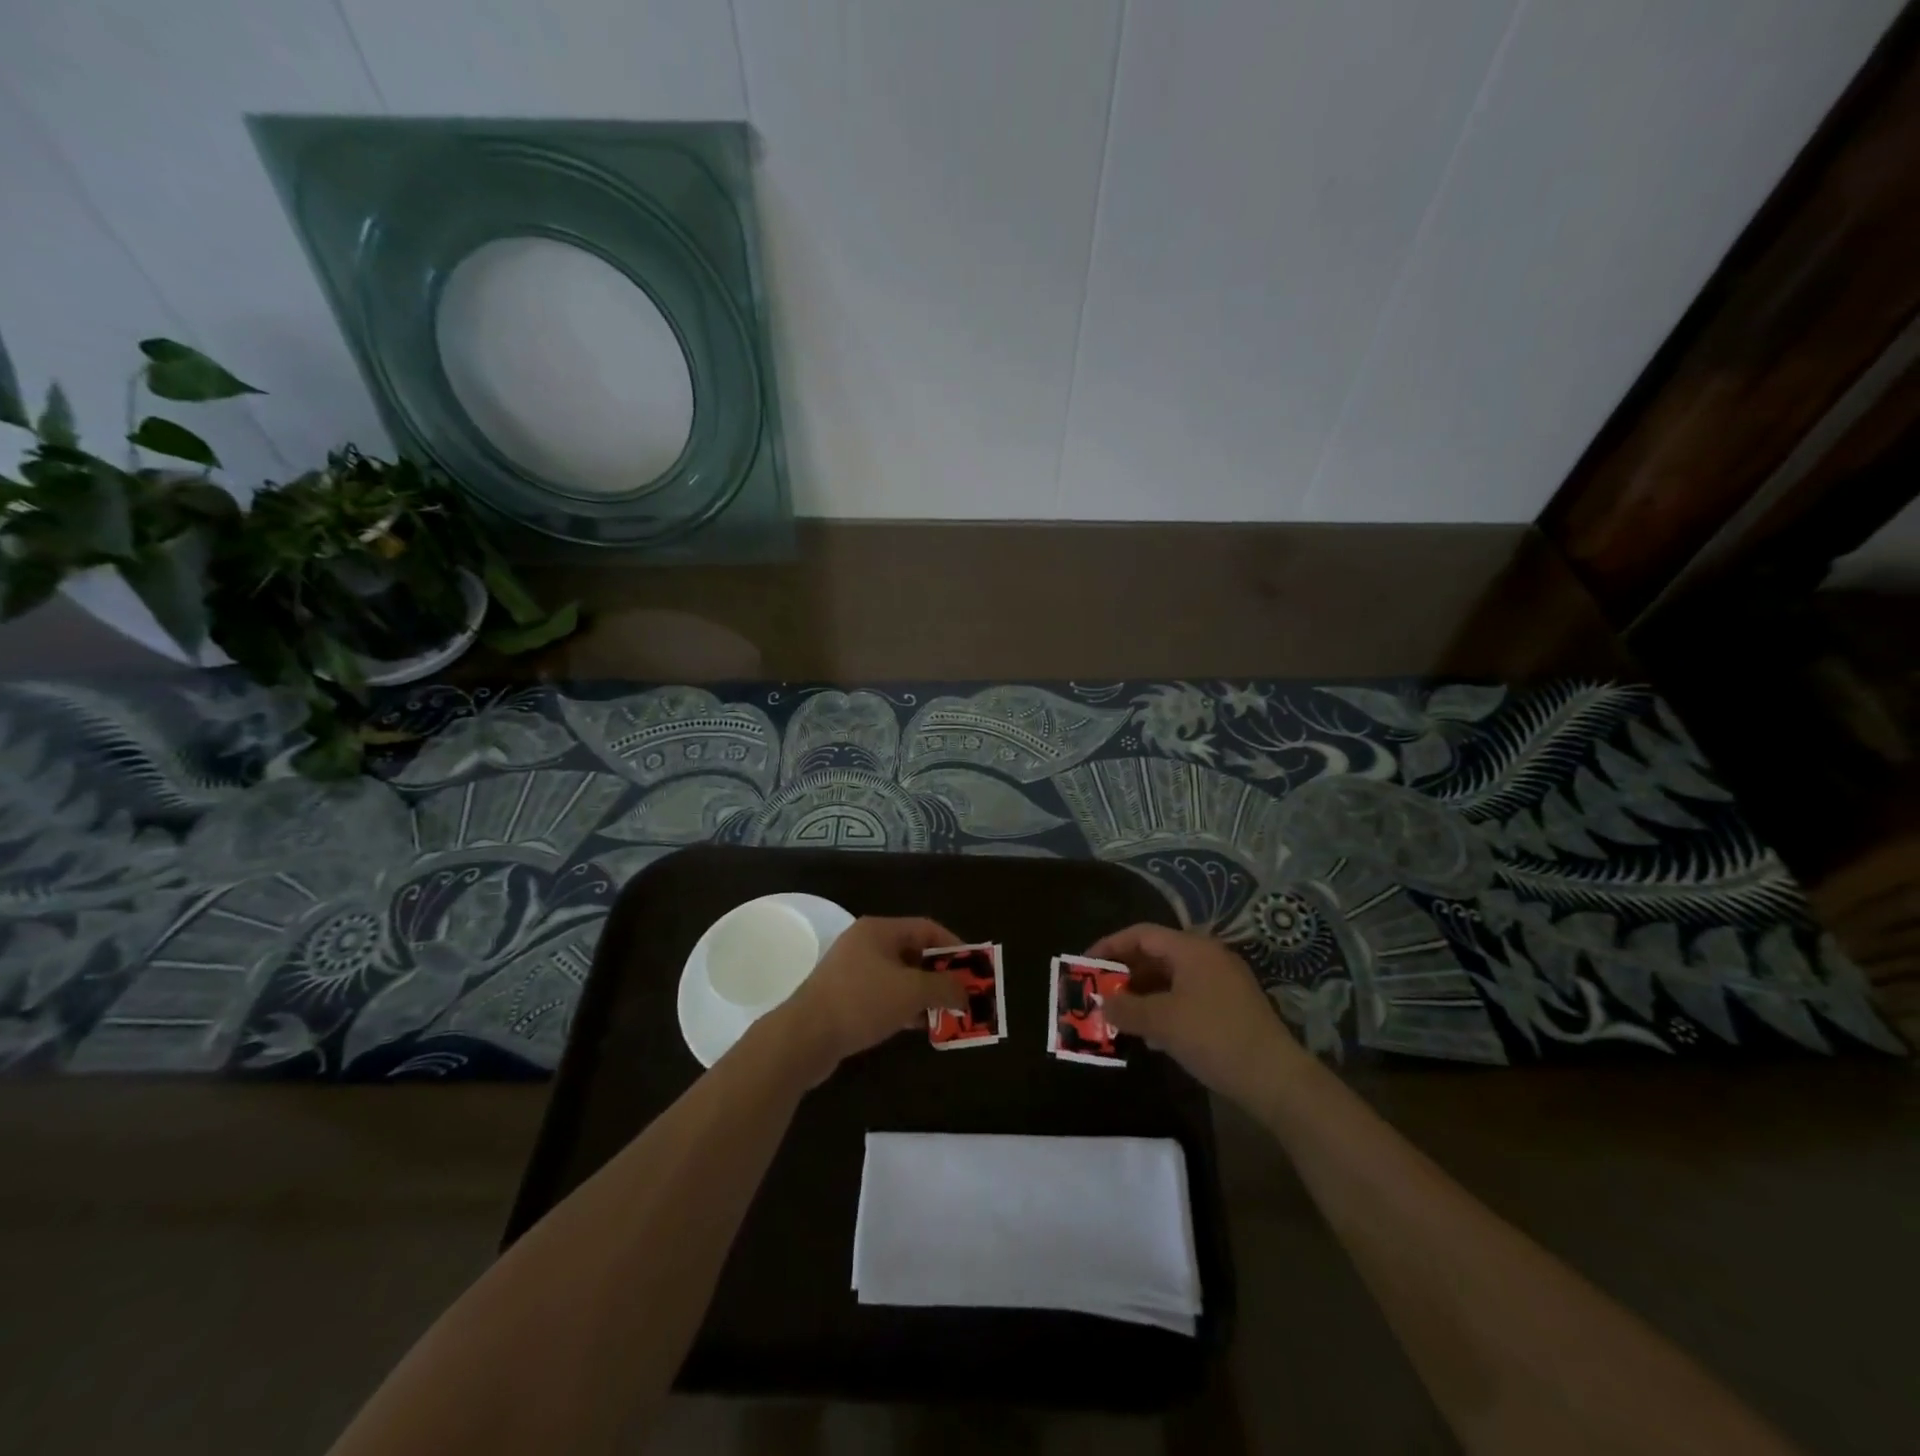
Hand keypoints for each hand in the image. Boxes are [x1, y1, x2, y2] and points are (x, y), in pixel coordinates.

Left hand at [774, 917, 967, 1081]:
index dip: (954, 947)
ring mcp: (852, 972)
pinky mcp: (845, 998)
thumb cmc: (861, 1002)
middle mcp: (865, 944)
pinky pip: (884, 996)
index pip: (927, 928)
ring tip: (947, 1014)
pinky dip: (904, 1007)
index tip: (974, 969)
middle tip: (964, 994)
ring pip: (899, 977)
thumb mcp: (911, 991)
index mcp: (879, 931)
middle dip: (941, 974)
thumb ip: (945, 988)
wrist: (804, 1037)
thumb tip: (967, 993)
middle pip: (914, 952)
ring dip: (924, 994)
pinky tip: (919, 1026)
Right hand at [1088, 923, 1303, 1109]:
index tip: (1086, 965)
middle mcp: (1208, 957)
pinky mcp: (1230, 1007)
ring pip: (1171, 978)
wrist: (1276, 1079)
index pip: (1142, 934)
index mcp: (1192, 949)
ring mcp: (1222, 982)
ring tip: (1120, 1014)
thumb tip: (1102, 1001)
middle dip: (1126, 973)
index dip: (1110, 946)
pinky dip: (1164, 1006)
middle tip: (1100, 992)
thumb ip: (1127, 1008)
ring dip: (1143, 993)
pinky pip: (1186, 996)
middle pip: (1156, 954)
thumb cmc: (1214, 1037)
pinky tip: (1152, 1034)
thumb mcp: (1162, 1022)